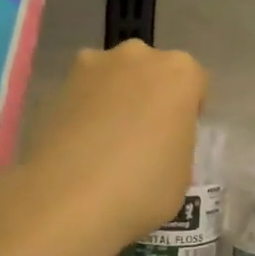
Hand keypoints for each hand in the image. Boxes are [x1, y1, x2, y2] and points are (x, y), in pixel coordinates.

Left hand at [12, 41, 206, 250]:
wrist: (68, 198)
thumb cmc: (143, 187)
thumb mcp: (183, 173)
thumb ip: (176, 143)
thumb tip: (158, 144)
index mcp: (180, 73)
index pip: (195, 82)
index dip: (188, 110)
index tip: (178, 137)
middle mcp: (139, 57)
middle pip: (153, 71)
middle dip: (151, 95)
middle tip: (144, 137)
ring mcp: (95, 66)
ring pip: (116, 77)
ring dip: (117, 98)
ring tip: (108, 142)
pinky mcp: (59, 84)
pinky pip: (85, 93)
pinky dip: (87, 110)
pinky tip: (81, 145)